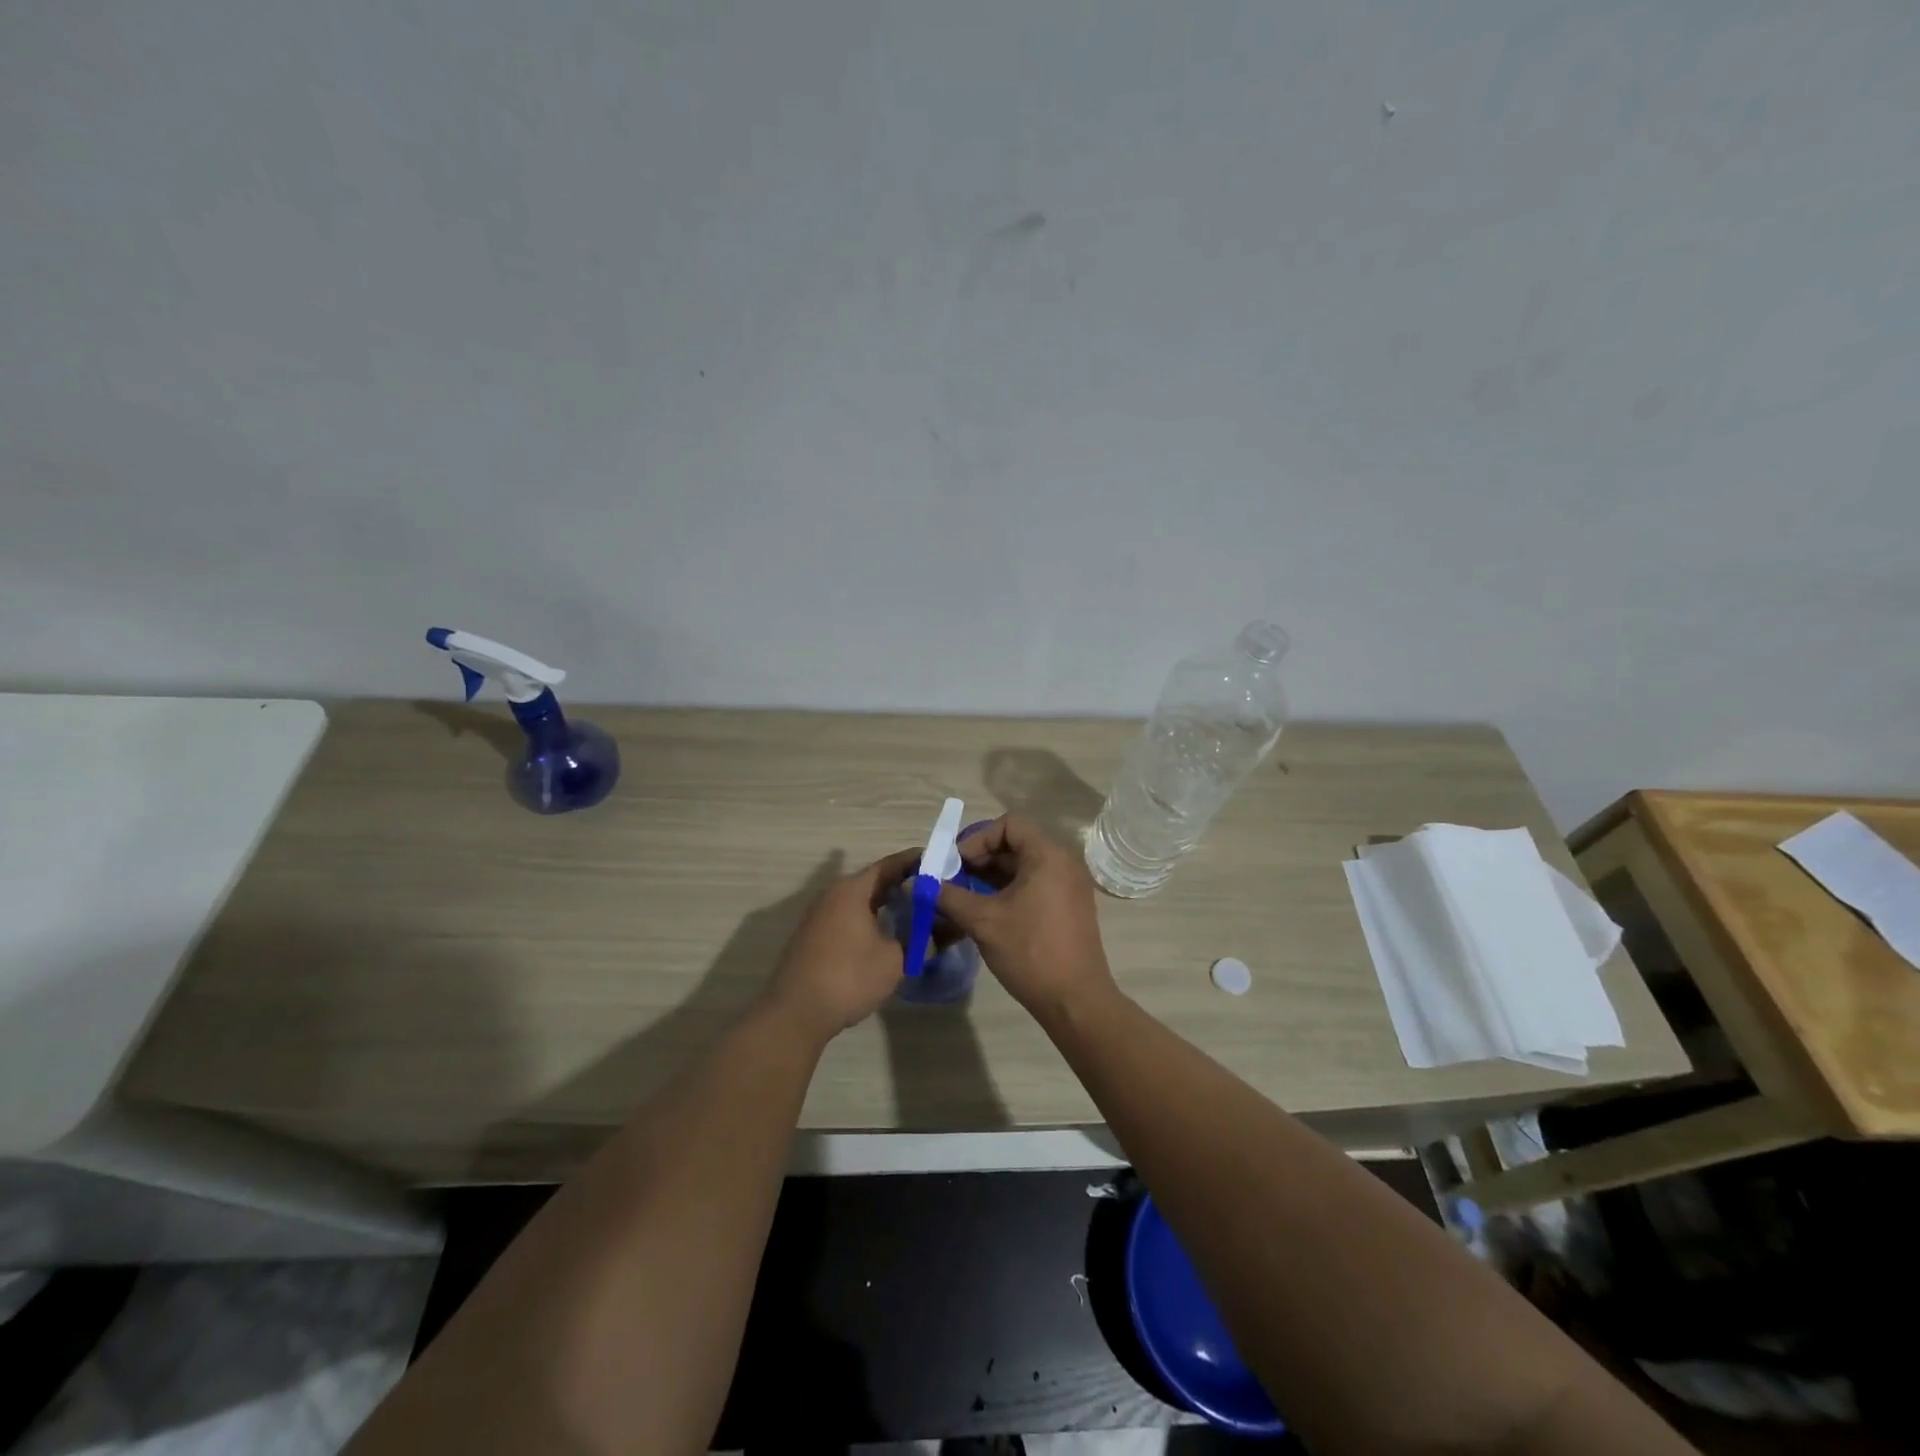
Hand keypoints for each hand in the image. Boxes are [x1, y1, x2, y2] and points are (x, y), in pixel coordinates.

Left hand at [764, 848, 918, 1042]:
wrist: (796, 1013)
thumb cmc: (849, 978)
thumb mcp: (894, 959)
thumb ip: (915, 941)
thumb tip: (930, 935)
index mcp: (852, 890)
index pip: (888, 865)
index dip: (914, 862)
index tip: (937, 862)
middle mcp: (832, 895)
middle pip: (873, 881)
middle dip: (901, 884)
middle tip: (931, 890)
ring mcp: (819, 917)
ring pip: (859, 901)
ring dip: (884, 904)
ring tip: (913, 911)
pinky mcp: (813, 938)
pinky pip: (848, 918)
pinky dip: (869, 919)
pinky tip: (884, 934)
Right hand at [936, 815, 1115, 1017]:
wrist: (1075, 1001)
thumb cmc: (1030, 952)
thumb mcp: (983, 921)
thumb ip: (948, 896)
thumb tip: (914, 883)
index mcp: (1048, 855)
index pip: (1009, 824)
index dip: (978, 838)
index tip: (956, 864)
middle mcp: (1064, 862)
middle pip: (1016, 844)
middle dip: (981, 859)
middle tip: (954, 881)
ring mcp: (1070, 886)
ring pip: (1024, 866)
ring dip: (992, 877)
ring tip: (965, 898)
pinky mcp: (1070, 906)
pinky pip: (1036, 884)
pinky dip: (1010, 890)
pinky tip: (988, 913)